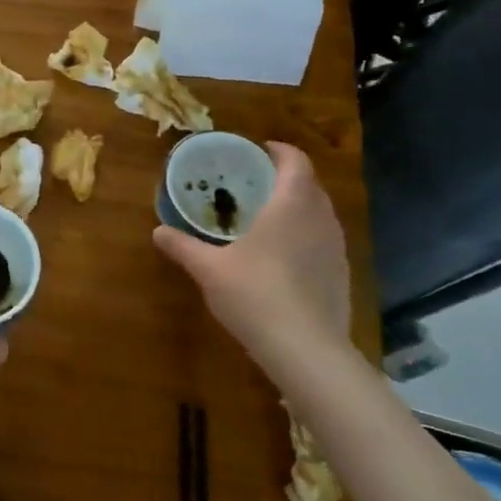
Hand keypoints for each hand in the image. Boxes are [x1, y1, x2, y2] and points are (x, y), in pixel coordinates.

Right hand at [153, 142, 351, 375]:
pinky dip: (307, 236)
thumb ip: (184, 247)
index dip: (280, 151)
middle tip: (256, 184)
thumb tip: (158, 232)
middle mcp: (320, 219)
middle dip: (287, 179)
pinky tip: (284, 258)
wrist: (306, 350)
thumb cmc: (255, 294)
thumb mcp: (209, 269)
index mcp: (291, 206)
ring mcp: (336, 249)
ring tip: (270, 217)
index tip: (260, 150)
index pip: (296, 162)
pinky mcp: (342, 275)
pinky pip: (325, 241)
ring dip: (300, 207)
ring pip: (321, 214)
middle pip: (311, 185)